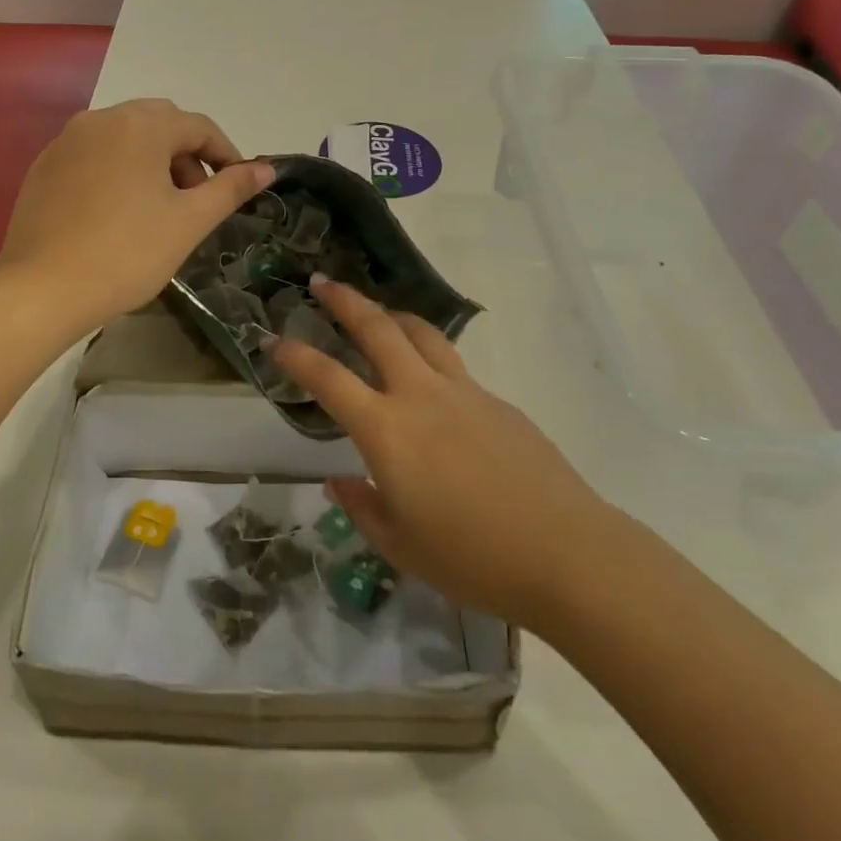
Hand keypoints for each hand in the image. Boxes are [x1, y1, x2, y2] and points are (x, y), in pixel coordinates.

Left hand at [0, 99, 273, 334]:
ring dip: (153, 162)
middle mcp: (101, 119)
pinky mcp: (45, 166)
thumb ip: (230, 189)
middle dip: (187, 156)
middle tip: (196, 199)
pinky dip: (118, 171)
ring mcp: (67, 141)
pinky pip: (95, 155)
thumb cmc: (127, 253)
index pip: (198, 126)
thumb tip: (266, 169)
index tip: (237, 187)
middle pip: (160, 125)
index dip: (225, 155)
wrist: (43, 289)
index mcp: (140, 125)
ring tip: (159, 208)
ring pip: (125, 138)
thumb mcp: (189, 222)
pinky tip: (117, 213)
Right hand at [272, 276, 616, 630]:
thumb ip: (362, 506)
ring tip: (376, 310)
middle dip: (345, 301)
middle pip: (378, 329)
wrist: (566, 553)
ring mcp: (465, 392)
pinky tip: (429, 383)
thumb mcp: (400, 545)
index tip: (273, 339)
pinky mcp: (498, 401)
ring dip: (391, 314)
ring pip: (421, 333)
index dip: (296, 355)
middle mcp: (421, 396)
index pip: (328, 379)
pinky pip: (453, 365)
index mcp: (387, 431)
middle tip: (323, 282)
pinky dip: (428, 354)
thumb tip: (340, 480)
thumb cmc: (472, 558)